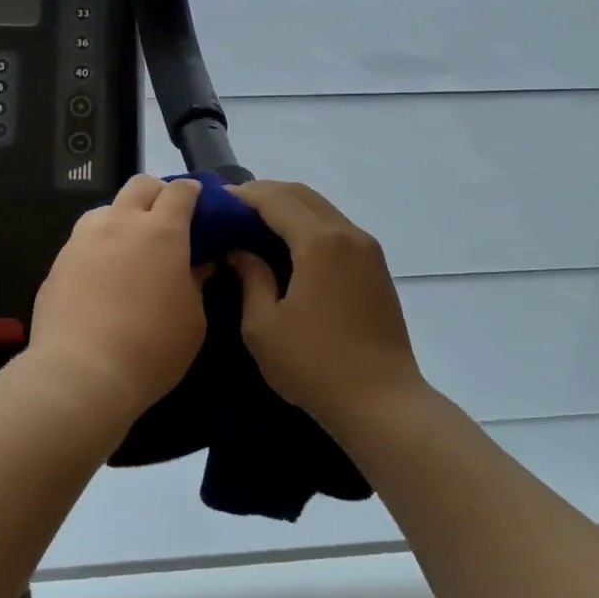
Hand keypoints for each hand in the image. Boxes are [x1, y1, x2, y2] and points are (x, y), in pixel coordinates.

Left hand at [26, 176, 209, 422]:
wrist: (81, 373)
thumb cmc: (152, 349)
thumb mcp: (193, 320)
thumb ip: (197, 282)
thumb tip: (199, 263)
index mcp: (162, 231)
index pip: (180, 191)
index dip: (192, 191)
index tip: (199, 201)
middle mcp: (121, 223)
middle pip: (140, 185)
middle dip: (157, 193)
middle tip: (167, 220)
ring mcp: (84, 238)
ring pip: (107, 208)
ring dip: (124, 217)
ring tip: (130, 247)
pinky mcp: (59, 260)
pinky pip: (84, 238)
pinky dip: (100, 244)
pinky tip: (103, 274)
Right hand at [228, 181, 425, 432]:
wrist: (381, 402)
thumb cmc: (314, 366)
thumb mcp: (263, 326)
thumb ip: (250, 277)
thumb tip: (241, 251)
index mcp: (319, 242)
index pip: (276, 199)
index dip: (243, 196)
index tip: (216, 202)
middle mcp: (348, 234)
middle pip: (302, 195)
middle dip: (266, 195)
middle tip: (233, 212)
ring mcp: (368, 250)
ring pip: (322, 209)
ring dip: (289, 209)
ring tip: (256, 227)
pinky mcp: (376, 268)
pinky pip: (336, 229)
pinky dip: (308, 226)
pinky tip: (289, 248)